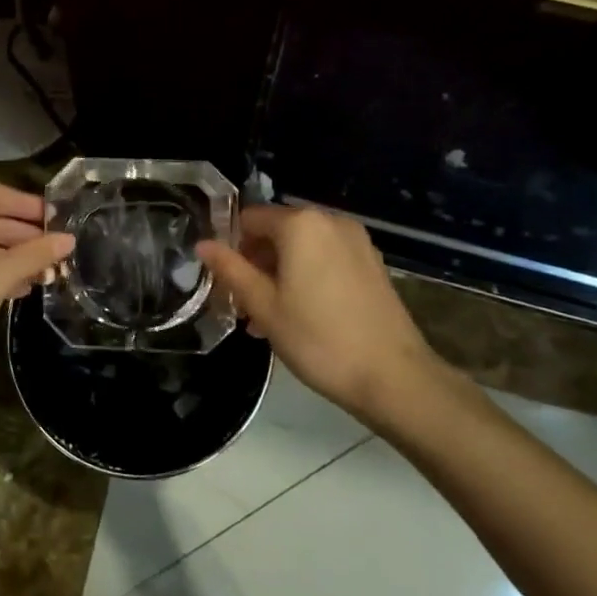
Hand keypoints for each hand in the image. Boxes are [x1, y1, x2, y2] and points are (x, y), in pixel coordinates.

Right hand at [198, 205, 452, 417]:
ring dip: (279, 274)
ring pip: (301, 248)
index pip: (249, 219)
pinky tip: (299, 316)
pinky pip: (326, 259)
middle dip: (255, 263)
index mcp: (300, 224)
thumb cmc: (318, 339)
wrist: (393, 376)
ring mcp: (356, 241)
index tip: (224, 282)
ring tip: (267, 319)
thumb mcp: (263, 306)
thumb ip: (230, 270)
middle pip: (276, 232)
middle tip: (243, 306)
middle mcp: (329, 221)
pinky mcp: (372, 263)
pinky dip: (306, 277)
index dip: (230, 247)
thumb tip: (202, 244)